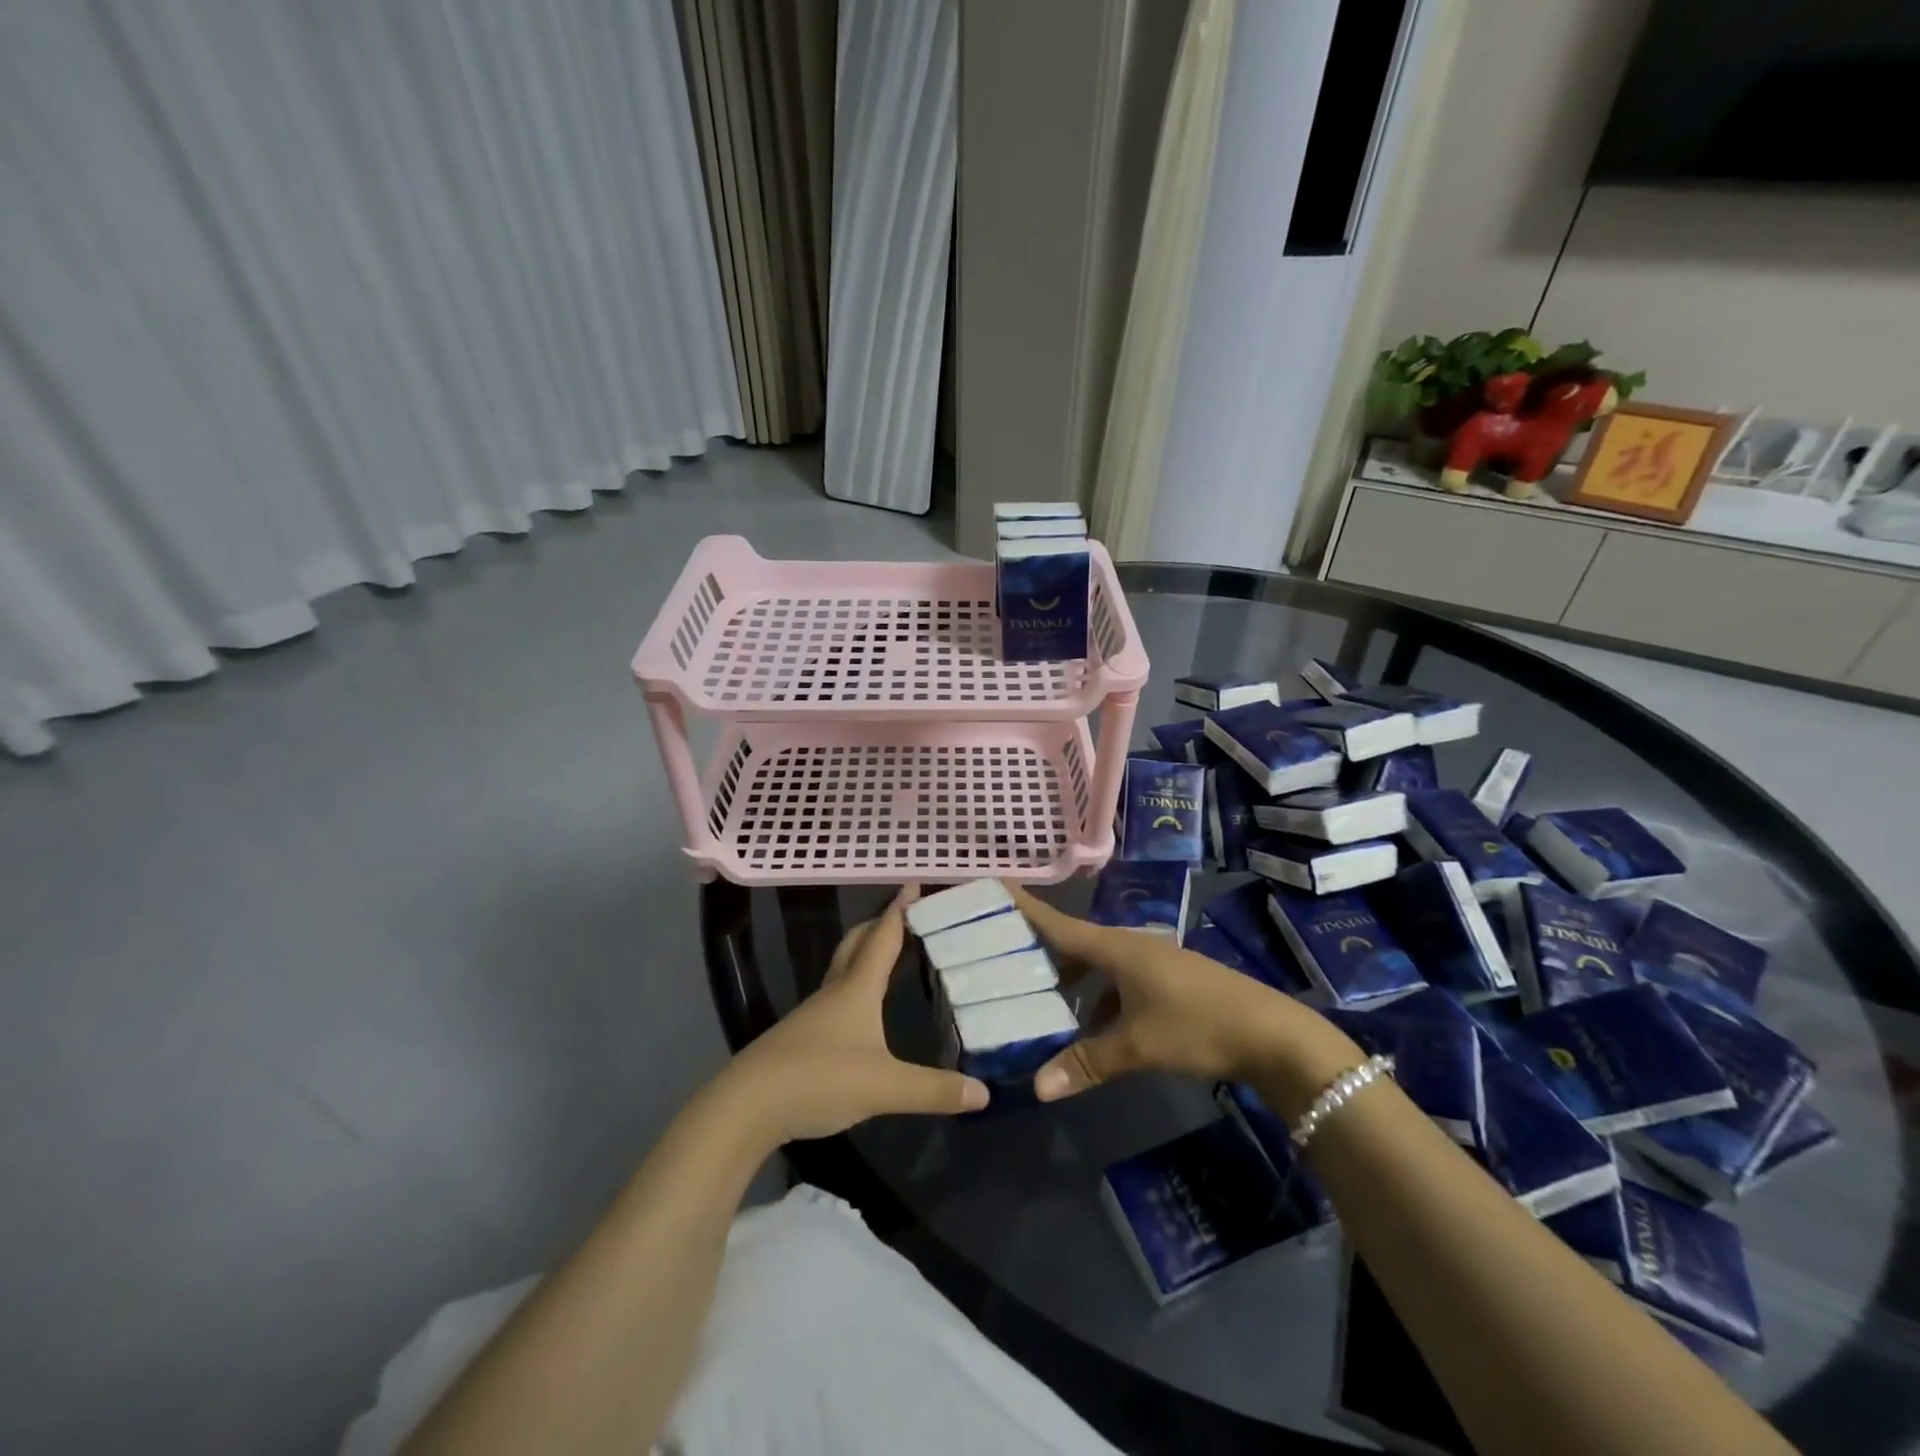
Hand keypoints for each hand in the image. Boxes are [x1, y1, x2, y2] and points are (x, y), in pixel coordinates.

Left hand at [721, 887, 988, 1141]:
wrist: (746, 1107)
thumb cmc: (818, 1079)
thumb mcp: (884, 1087)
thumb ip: (933, 1090)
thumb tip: (984, 1094)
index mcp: (856, 989)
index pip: (883, 938)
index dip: (900, 911)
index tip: (913, 884)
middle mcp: (834, 992)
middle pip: (856, 945)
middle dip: (879, 925)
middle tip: (903, 917)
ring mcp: (812, 1015)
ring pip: (842, 971)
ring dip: (864, 955)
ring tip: (887, 957)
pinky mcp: (800, 1039)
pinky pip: (834, 998)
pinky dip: (853, 988)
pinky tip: (861, 1011)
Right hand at [1007, 884, 1360, 1112]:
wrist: (1273, 1033)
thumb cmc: (1198, 1026)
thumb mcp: (1138, 1047)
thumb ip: (1087, 1063)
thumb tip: (1036, 1088)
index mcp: (1116, 948)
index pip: (1059, 924)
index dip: (1026, 907)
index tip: (995, 886)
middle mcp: (1130, 947)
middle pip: (1075, 943)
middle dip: (1041, 951)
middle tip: (1003, 959)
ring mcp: (1152, 963)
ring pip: (1098, 966)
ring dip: (1072, 981)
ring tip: (1041, 1002)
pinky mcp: (1168, 982)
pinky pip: (1118, 982)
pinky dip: (1098, 999)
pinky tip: (1091, 1030)